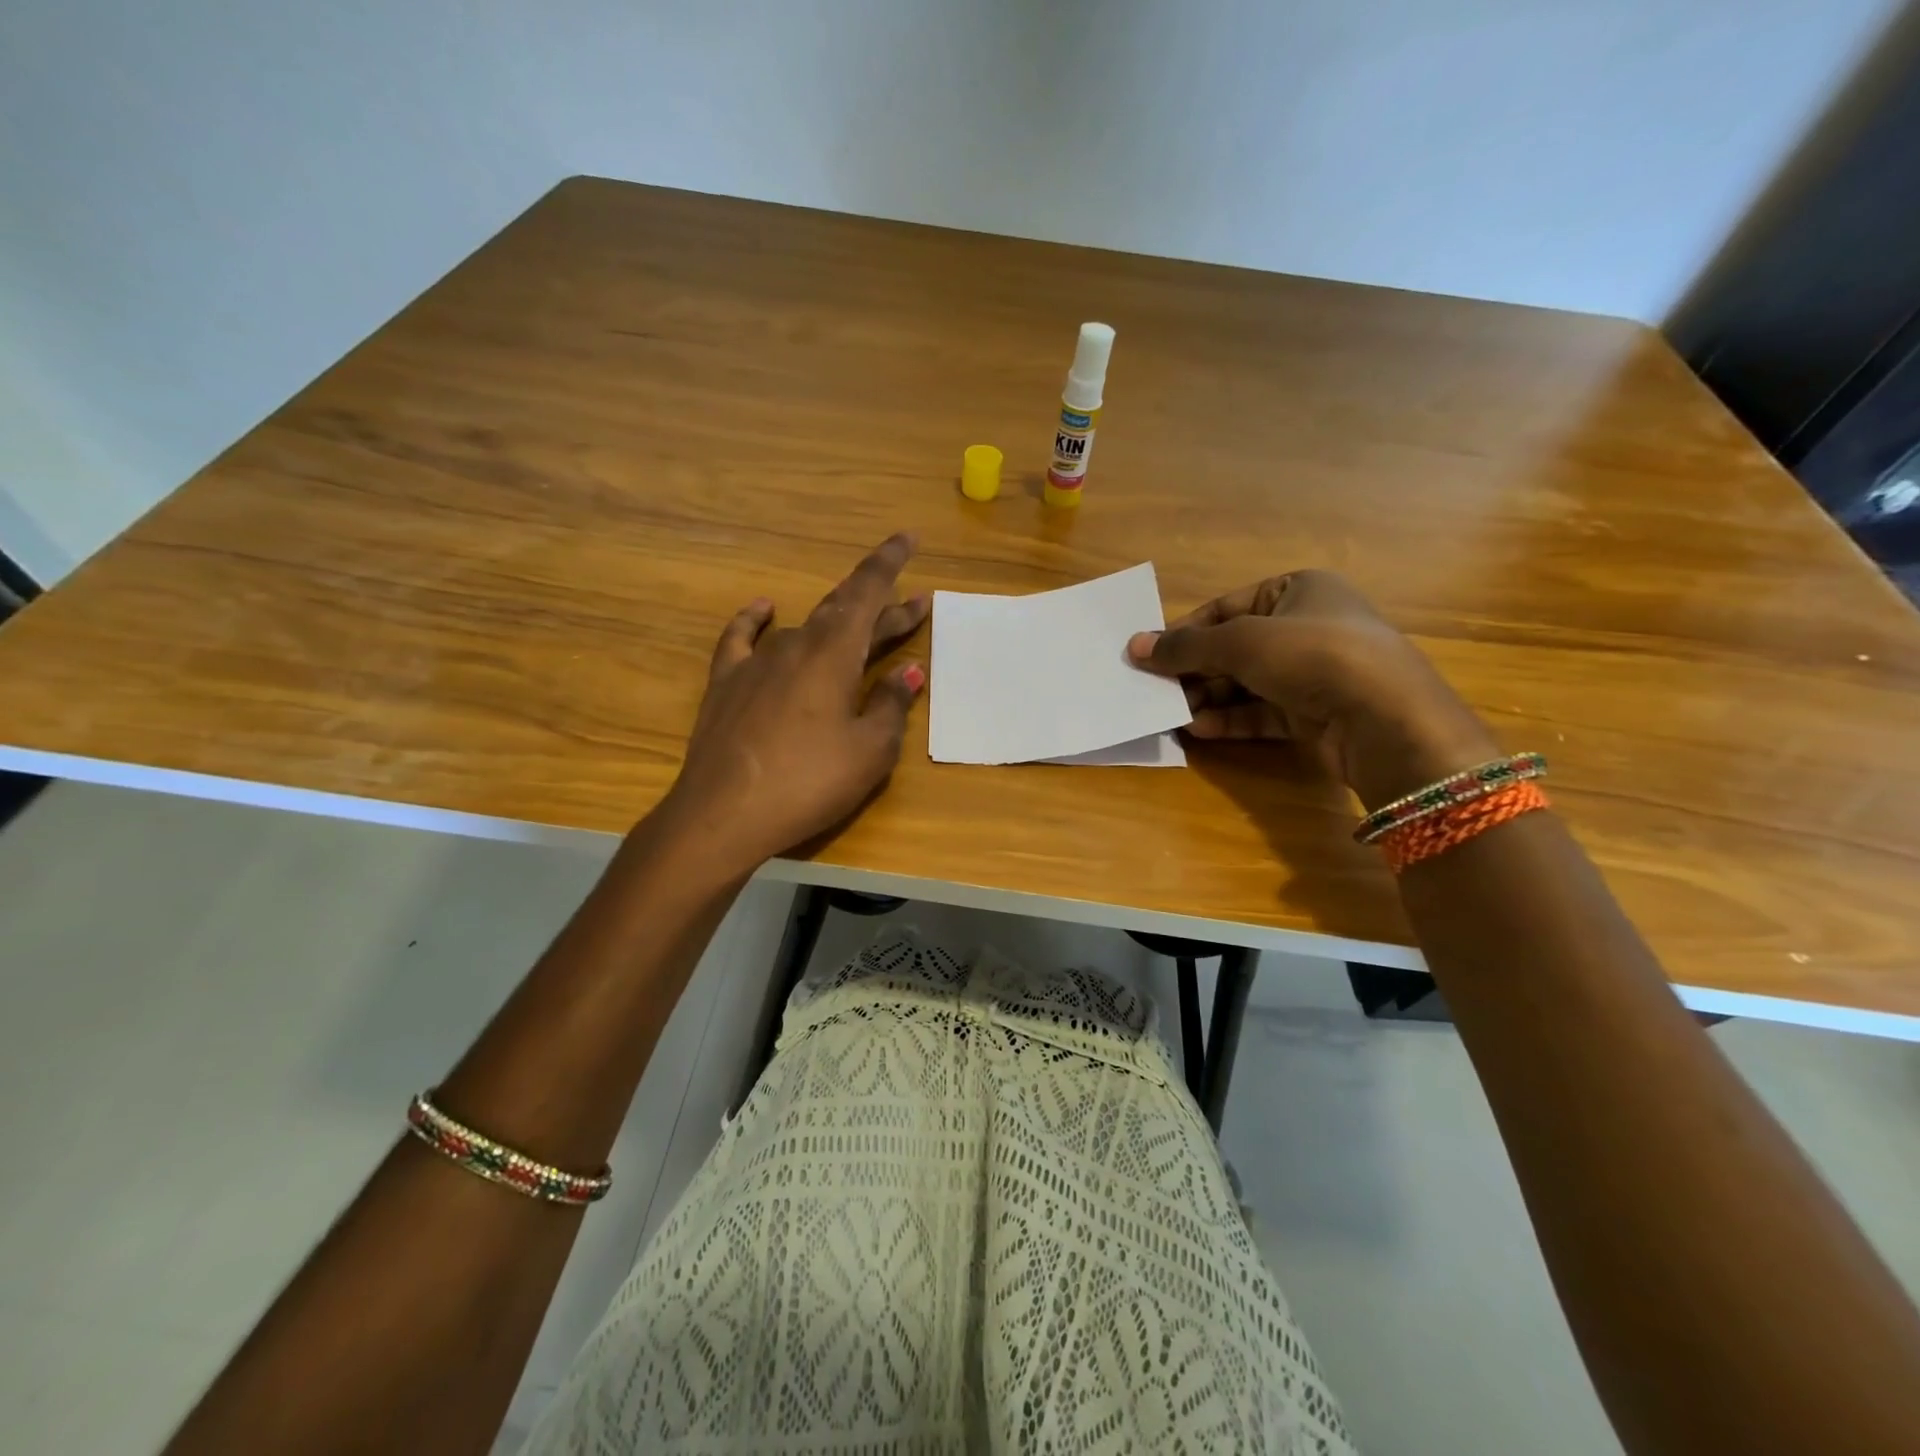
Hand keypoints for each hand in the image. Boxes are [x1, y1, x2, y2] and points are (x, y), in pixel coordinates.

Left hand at [661, 533, 929, 871]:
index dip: (889, 563)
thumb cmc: (810, 782)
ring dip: (838, 627)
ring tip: (859, 630)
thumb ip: (891, 705)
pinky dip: (756, 621)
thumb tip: (909, 672)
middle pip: (845, 613)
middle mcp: (796, 645)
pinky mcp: (726, 684)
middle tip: (916, 604)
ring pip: (805, 629)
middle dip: (882, 606)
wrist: (724, 813)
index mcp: (834, 654)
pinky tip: (764, 609)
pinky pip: (743, 639)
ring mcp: (757, 662)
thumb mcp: (870, 750)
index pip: (868, 593)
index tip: (907, 537)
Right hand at [1127, 570, 1498, 809]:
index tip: (1149, 656)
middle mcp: (1307, 626)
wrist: (1385, 718)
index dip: (1186, 631)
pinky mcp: (1316, 713)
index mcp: (1298, 589)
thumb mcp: (1240, 642)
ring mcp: (1314, 672)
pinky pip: (1262, 711)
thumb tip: (1134, 646)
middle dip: (1194, 671)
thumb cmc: (1311, 655)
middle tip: (1155, 690)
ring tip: (1172, 714)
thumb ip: (1185, 647)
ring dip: (1208, 698)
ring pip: (1246, 683)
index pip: (1226, 607)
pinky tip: (1199, 729)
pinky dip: (1231, 719)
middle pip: (1234, 648)